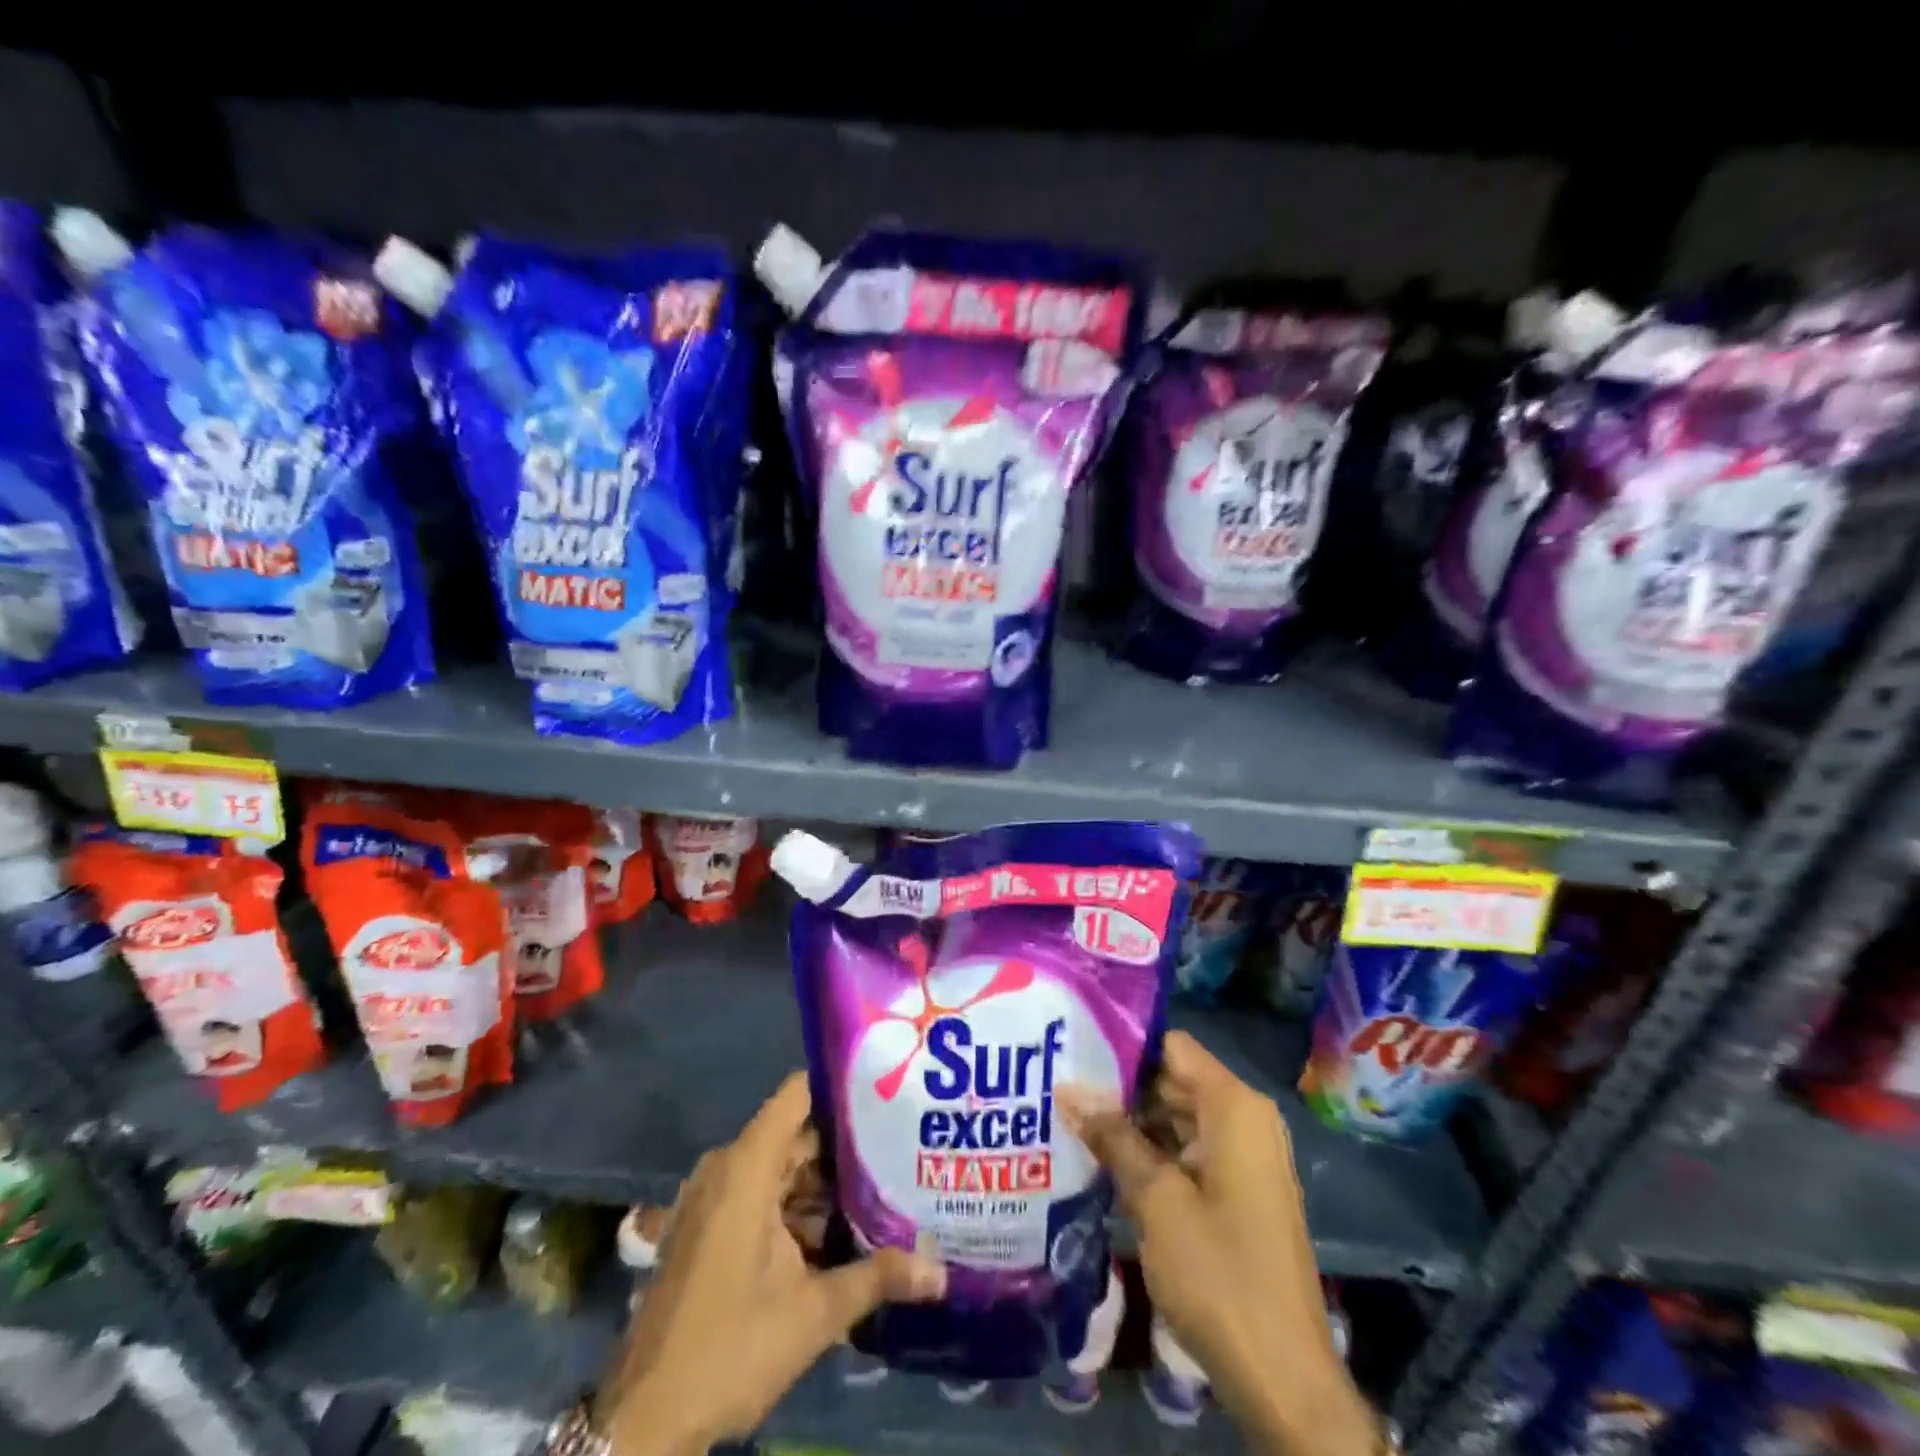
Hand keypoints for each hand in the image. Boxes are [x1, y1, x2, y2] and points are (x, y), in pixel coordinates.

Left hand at [600, 1074, 945, 1455]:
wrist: (645, 1420)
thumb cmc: (729, 1349)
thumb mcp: (814, 1314)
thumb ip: (879, 1278)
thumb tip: (942, 1273)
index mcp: (746, 1165)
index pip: (799, 1094)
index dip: (842, 1087)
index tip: (888, 1090)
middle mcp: (727, 1167)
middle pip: (796, 1134)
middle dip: (847, 1144)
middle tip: (902, 1146)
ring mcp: (713, 1197)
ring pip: (781, 1168)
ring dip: (824, 1184)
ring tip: (885, 1186)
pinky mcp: (708, 1226)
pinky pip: (761, 1194)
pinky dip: (796, 1207)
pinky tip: (840, 1229)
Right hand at [1059, 1032, 1377, 1455]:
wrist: (1284, 1380)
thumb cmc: (1219, 1275)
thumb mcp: (1156, 1200)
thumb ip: (1112, 1137)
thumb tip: (1066, 1088)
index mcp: (1234, 1107)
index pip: (1171, 1046)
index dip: (1123, 1044)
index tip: (1072, 1048)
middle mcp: (1244, 1120)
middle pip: (1172, 1080)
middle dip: (1118, 1086)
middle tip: (1057, 1083)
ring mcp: (1243, 1157)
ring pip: (1176, 1117)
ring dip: (1129, 1123)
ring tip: (1066, 1115)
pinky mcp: (1236, 1190)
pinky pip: (1187, 1151)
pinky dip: (1150, 1153)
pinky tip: (1101, 1159)